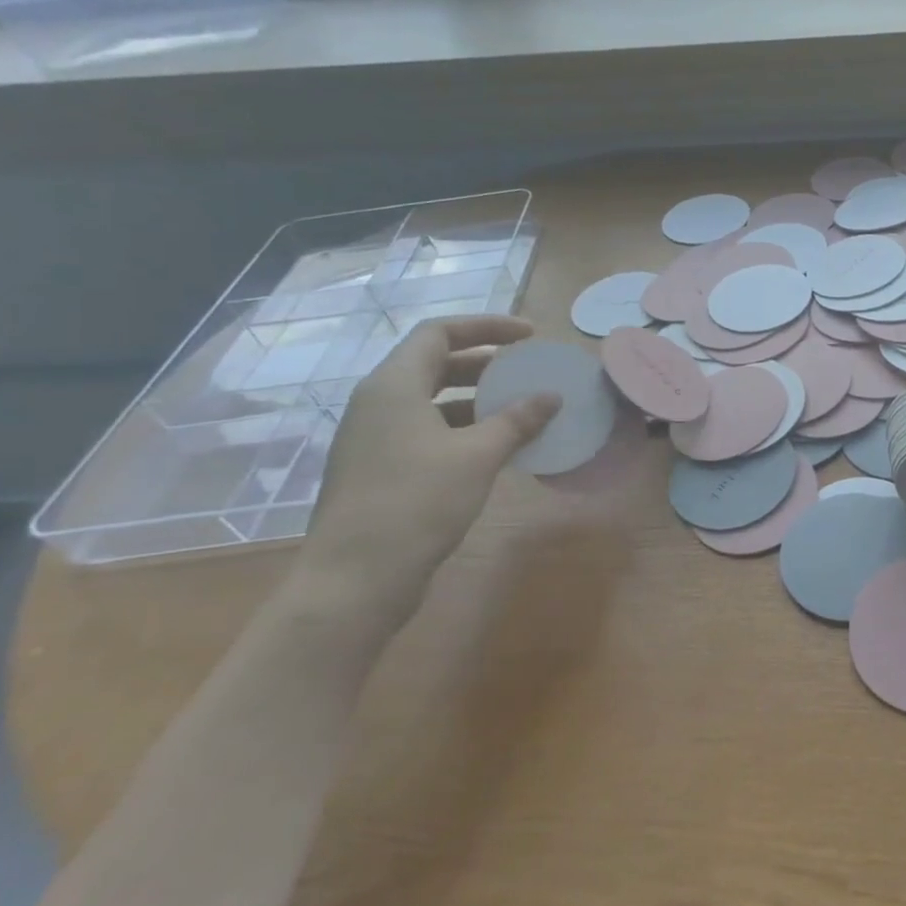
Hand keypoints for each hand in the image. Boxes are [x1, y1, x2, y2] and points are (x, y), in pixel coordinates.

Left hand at [298, 315, 558, 635]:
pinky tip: (496, 448)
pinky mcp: (380, 468)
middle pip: (434, 363)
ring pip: (431, 400)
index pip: (439, 333)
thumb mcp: (477, 456)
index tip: (528, 336)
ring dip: (476, 398)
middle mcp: (378, 403)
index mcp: (393, 386)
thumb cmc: (417, 503)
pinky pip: (426, 430)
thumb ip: (516, 420)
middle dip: (484, 362)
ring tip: (519, 410)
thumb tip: (551, 396)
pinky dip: (463, 428)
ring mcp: (375, 438)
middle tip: (526, 371)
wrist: (355, 578)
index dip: (486, 326)